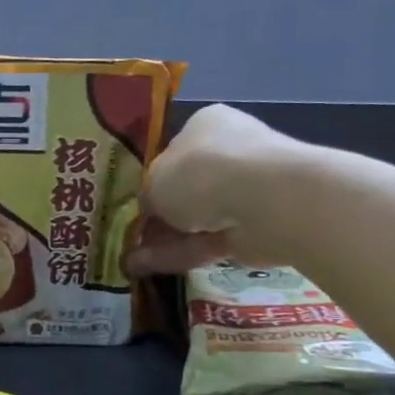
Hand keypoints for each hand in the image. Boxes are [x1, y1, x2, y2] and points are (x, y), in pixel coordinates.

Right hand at [128, 104, 314, 274]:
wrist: (266, 200)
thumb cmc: (200, 173)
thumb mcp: (154, 182)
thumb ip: (147, 197)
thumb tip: (148, 210)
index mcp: (205, 125)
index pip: (174, 151)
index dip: (151, 179)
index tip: (132, 203)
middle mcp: (228, 152)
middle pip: (185, 188)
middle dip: (158, 215)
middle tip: (129, 236)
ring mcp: (245, 191)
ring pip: (195, 218)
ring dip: (163, 240)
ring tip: (129, 261)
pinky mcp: (253, 228)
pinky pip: (207, 241)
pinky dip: (178, 254)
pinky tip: (146, 269)